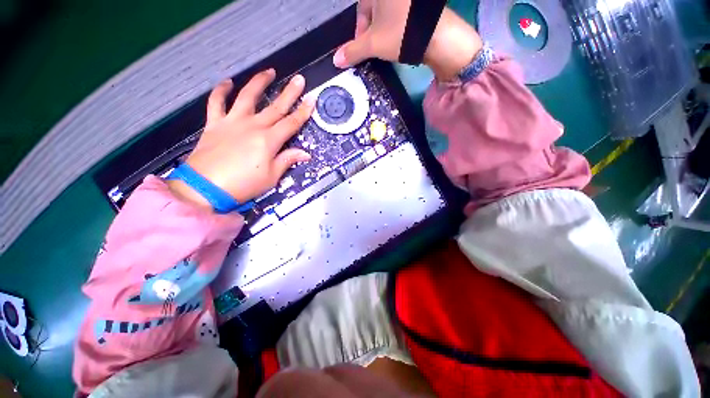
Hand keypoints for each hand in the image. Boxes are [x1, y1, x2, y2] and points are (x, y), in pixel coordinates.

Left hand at [167, 70, 313, 209]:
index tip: (312, 99)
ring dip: (259, 83)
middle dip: (289, 92)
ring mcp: (232, 122)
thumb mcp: (271, 177)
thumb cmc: (243, 185)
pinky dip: (221, 91)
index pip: (291, 123)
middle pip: (275, 107)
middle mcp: (253, 126)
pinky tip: (227, 82)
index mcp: (268, 141)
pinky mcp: (215, 124)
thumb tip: (305, 154)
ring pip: (247, 96)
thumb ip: (287, 161)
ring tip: (269, 71)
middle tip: (299, 80)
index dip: (303, 112)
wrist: (205, 188)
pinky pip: (216, 102)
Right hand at [334, 1, 483, 81]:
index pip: (362, 12)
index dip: (360, 34)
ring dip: (384, 32)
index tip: (362, 49)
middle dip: (372, 33)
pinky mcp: (419, 8)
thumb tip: (335, 60)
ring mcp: (407, 2)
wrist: (438, 36)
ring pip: (388, 15)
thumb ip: (353, 51)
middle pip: (374, 13)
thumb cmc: (401, 34)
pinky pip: (401, 16)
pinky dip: (397, 28)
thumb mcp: (373, 44)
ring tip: (388, 47)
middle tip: (375, 50)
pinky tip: (401, 39)